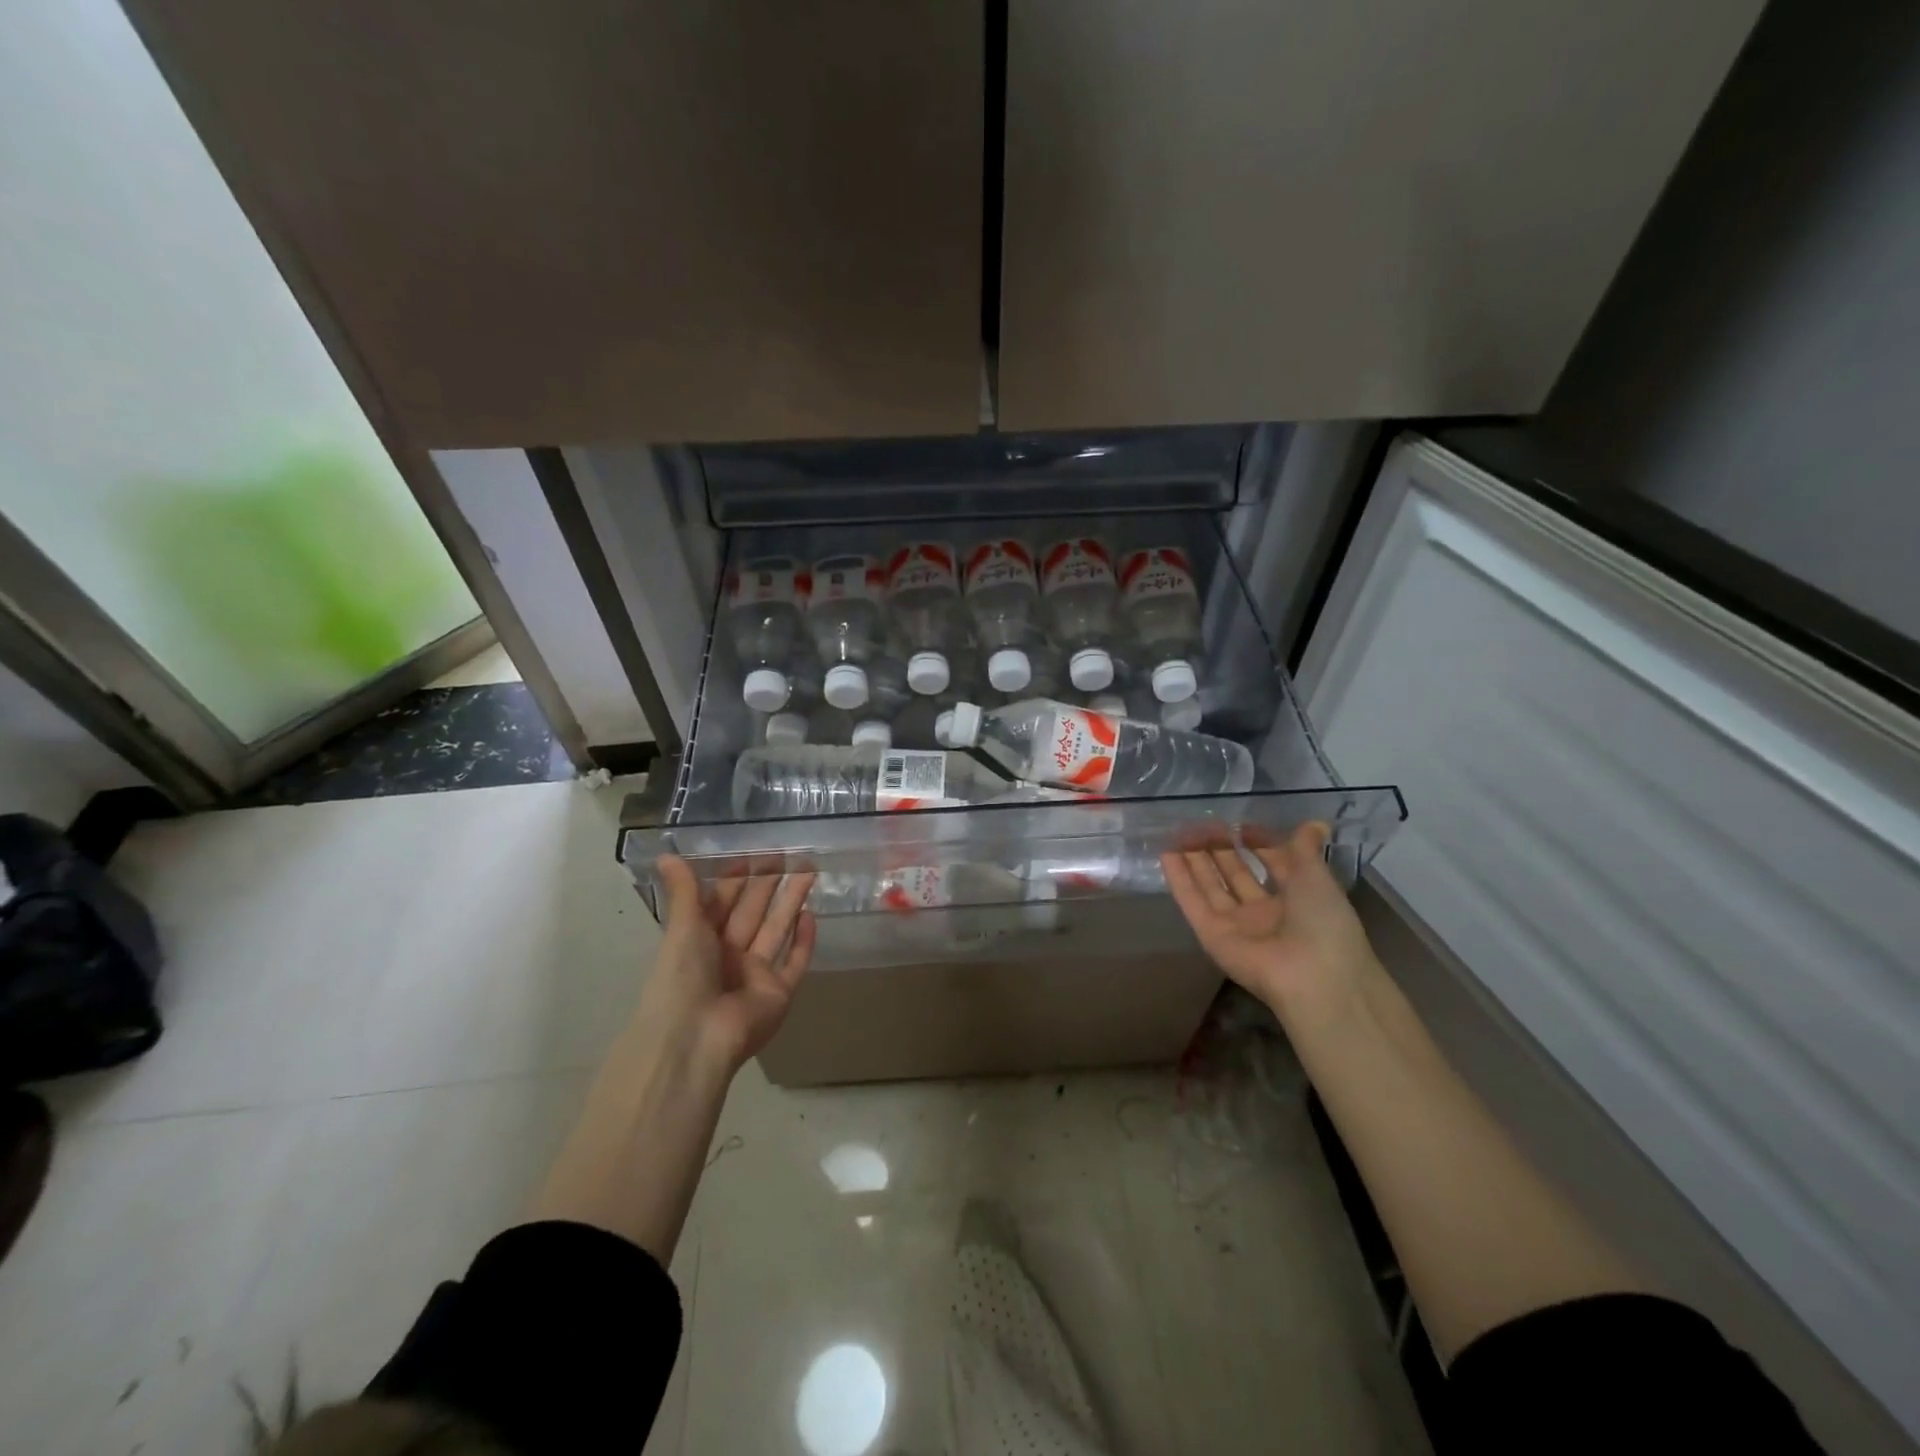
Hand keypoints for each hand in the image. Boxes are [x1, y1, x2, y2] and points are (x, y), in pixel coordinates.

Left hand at [642, 855, 817, 1072]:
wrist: (697, 1036)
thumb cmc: (682, 977)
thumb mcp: (682, 927)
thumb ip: (684, 891)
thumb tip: (665, 852)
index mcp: (700, 942)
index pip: (721, 904)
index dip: (735, 880)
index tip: (752, 856)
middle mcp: (728, 956)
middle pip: (752, 913)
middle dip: (768, 885)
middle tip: (789, 855)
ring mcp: (755, 975)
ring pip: (776, 930)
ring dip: (791, 901)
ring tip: (809, 871)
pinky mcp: (779, 992)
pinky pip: (794, 962)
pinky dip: (803, 941)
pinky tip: (812, 916)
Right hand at [1161, 822, 1378, 1030]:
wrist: (1314, 976)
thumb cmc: (1324, 922)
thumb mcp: (1318, 877)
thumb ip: (1306, 849)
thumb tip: (1315, 822)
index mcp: (1296, 899)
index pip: (1271, 864)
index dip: (1257, 843)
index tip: (1241, 824)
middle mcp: (1264, 912)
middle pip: (1236, 874)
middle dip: (1220, 848)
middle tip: (1202, 823)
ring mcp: (1235, 925)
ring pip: (1210, 886)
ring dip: (1195, 859)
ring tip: (1178, 832)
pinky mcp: (1211, 935)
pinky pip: (1192, 903)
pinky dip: (1179, 880)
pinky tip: (1166, 854)